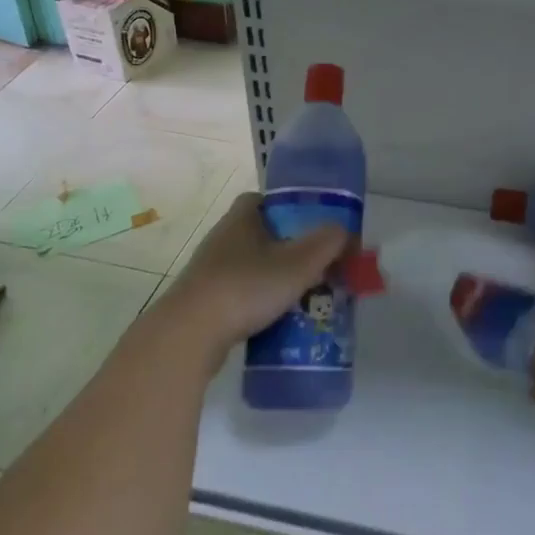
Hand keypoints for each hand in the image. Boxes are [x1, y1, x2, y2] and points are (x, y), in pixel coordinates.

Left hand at [139, 192, 348, 373]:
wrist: (190, 334)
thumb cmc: (247, 287)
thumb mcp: (300, 262)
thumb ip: (328, 242)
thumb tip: (344, 232)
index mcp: (241, 218)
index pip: (263, 200)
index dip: (289, 208)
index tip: (311, 226)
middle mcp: (222, 238)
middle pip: (261, 234)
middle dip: (288, 248)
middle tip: (316, 265)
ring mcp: (209, 270)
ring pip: (251, 265)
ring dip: (274, 277)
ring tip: (303, 296)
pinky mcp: (204, 300)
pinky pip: (239, 293)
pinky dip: (258, 301)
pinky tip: (276, 319)